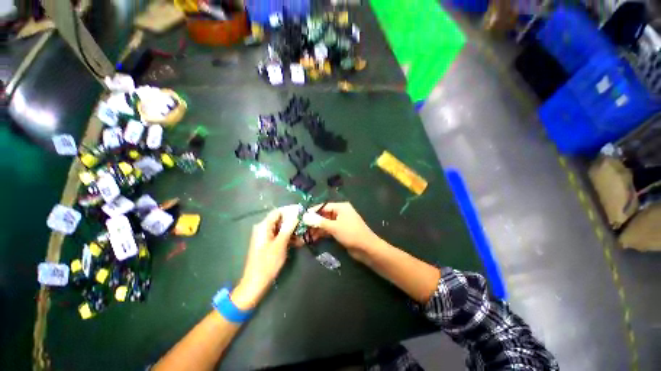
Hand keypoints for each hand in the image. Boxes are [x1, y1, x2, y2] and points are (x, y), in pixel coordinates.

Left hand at [232, 205, 299, 309]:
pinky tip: (298, 242)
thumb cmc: (268, 263)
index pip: (278, 211)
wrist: (256, 283)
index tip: (303, 212)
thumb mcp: (280, 244)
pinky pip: (279, 235)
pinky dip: (288, 237)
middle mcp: (263, 228)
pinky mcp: (268, 243)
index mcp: (263, 226)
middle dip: (293, 221)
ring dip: (292, 230)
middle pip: (280, 219)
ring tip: (304, 234)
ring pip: (281, 228)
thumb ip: (288, 227)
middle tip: (306, 225)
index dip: (291, 211)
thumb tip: (296, 214)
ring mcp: (265, 236)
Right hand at [302, 202, 379, 261]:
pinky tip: (313, 238)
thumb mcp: (334, 227)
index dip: (312, 211)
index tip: (301, 217)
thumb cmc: (351, 233)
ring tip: (306, 235)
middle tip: (302, 228)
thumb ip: (319, 222)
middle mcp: (340, 213)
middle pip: (324, 215)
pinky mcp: (341, 231)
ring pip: (326, 223)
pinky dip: (322, 233)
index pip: (323, 206)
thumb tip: (305, 216)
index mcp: (341, 207)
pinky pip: (329, 230)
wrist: (367, 248)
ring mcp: (341, 222)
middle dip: (313, 222)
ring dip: (317, 229)